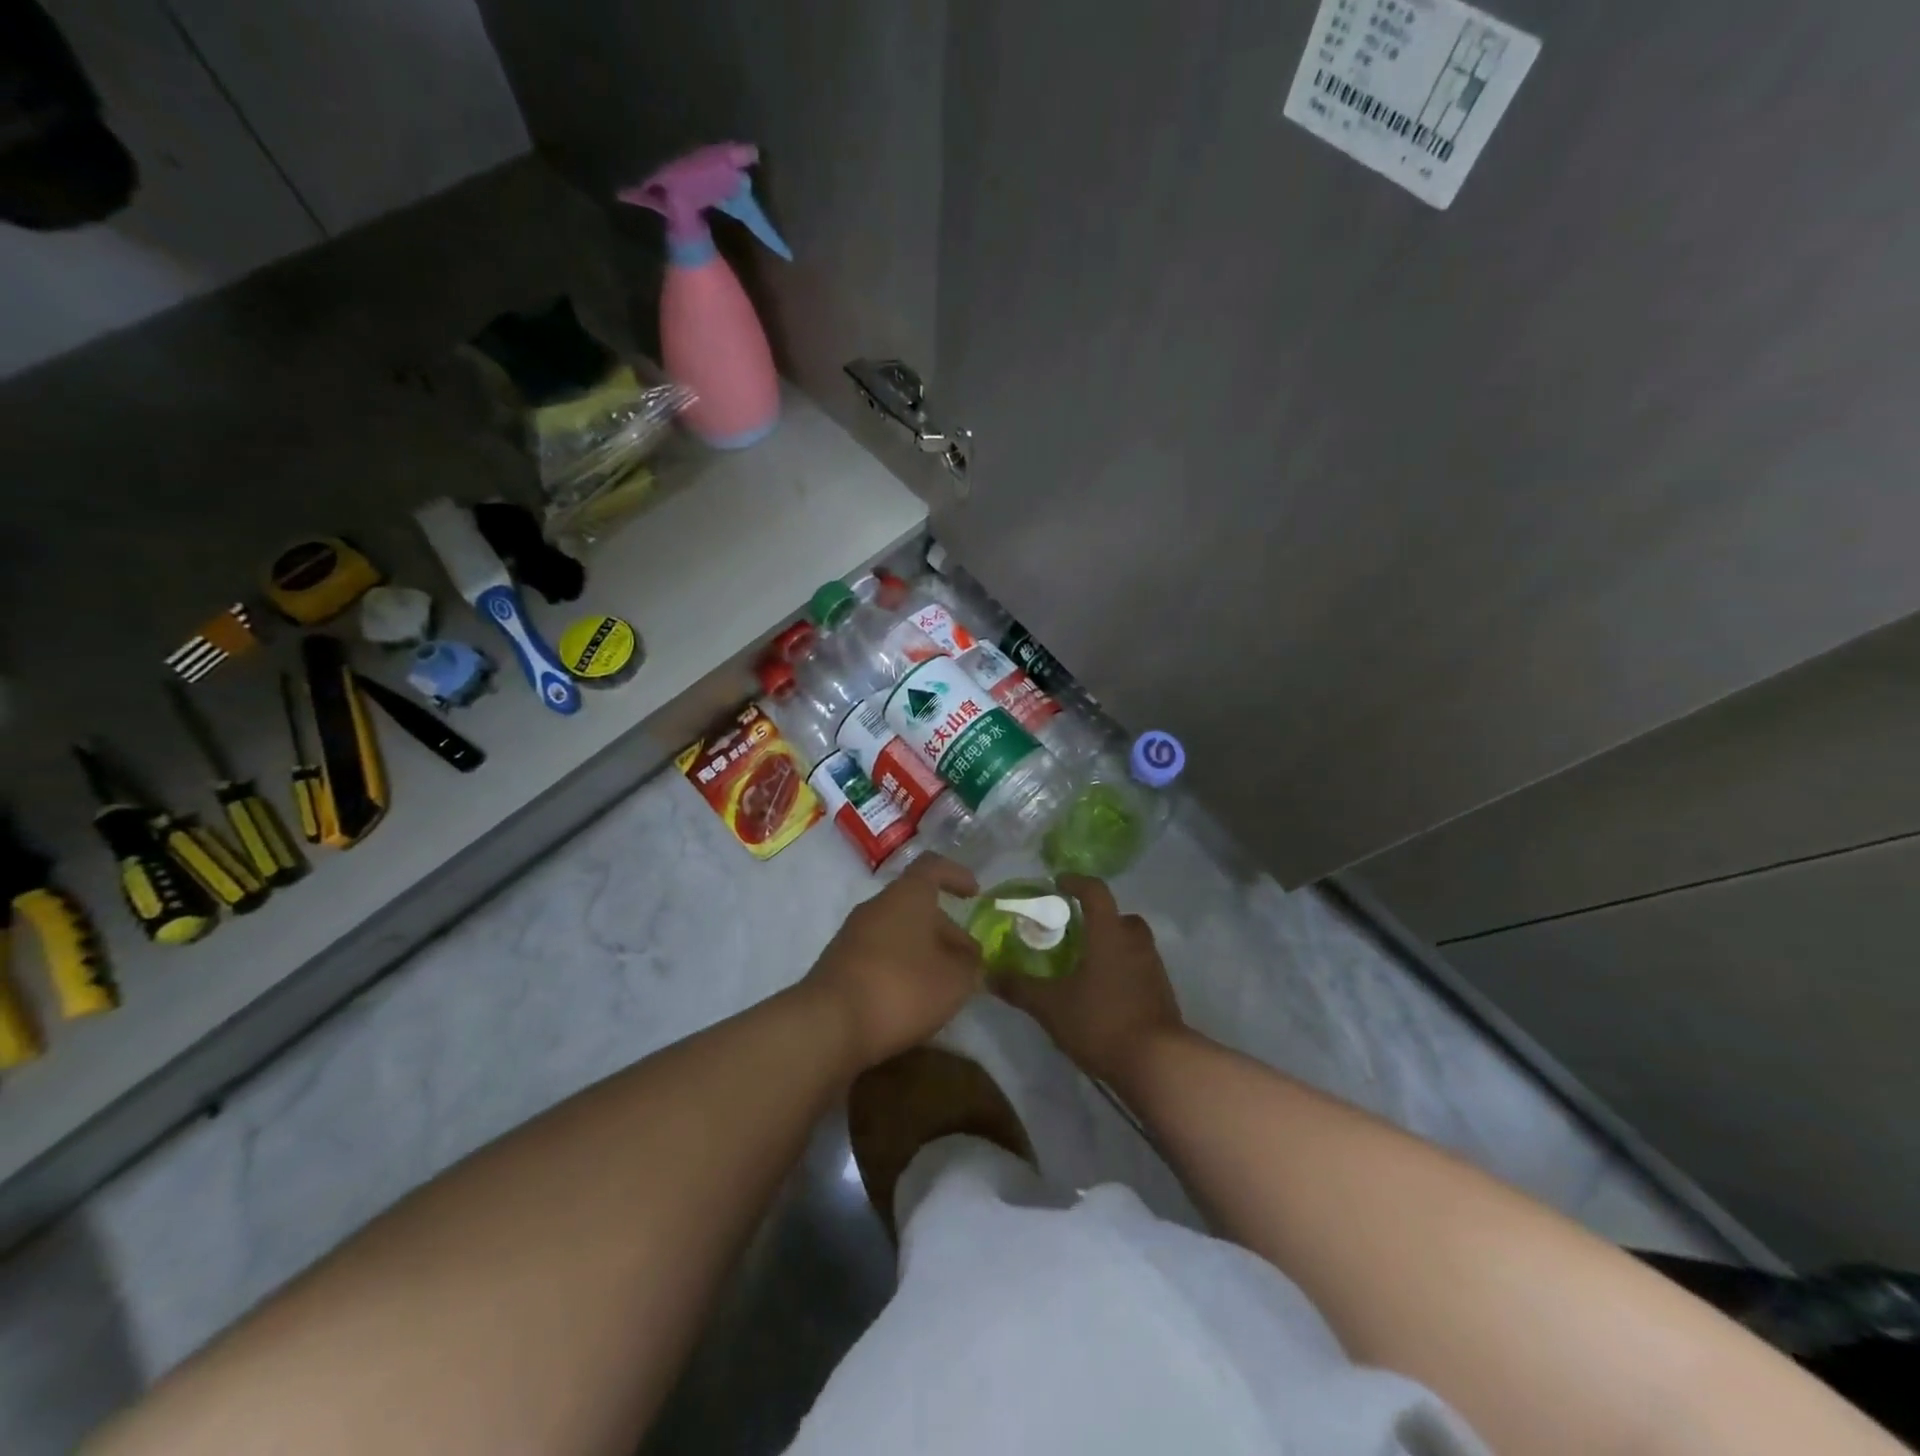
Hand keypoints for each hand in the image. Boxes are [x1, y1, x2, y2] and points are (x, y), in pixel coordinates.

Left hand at [803, 853, 983, 1070]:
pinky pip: (880, 955)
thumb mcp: (955, 980)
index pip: (933, 867)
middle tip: (969, 960)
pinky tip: (914, 999)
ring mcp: (853, 934)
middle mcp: (877, 906)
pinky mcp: (840, 964)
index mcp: (907, 895)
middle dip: (946, 930)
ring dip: (924, 951)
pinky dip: (901, 968)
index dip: (956, 876)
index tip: (975, 894)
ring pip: (899, 932)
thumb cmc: (902, 988)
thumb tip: (971, 958)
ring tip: (946, 984)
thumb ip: (971, 965)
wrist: (829, 1024)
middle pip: (917, 905)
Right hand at [995, 875, 1185, 1083]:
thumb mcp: (1051, 1006)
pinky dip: (1122, 970)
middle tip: (1074, 931)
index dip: (1076, 882)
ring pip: (1132, 943)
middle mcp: (1135, 942)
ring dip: (1112, 945)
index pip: (1095, 891)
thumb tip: (990, 974)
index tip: (1058, 883)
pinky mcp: (1162, 992)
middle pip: (1119, 916)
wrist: (1157, 1062)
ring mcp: (1153, 967)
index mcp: (1109, 933)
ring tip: (1086, 964)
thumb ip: (1020, 988)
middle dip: (1098, 918)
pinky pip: (1139, 968)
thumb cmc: (1101, 1020)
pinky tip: (1104, 993)